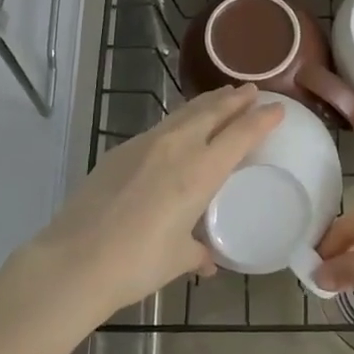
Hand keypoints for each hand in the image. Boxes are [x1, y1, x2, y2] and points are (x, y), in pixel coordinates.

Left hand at [36, 85, 281, 316]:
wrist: (75, 260)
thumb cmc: (137, 263)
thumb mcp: (177, 259)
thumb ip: (197, 252)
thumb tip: (206, 259)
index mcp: (201, 171)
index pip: (240, 134)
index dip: (262, 118)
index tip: (277, 107)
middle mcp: (178, 147)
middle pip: (213, 112)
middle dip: (236, 99)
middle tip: (252, 90)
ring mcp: (145, 144)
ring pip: (185, 113)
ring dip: (207, 103)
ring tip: (221, 96)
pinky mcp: (120, 150)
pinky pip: (161, 126)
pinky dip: (179, 120)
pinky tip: (178, 127)